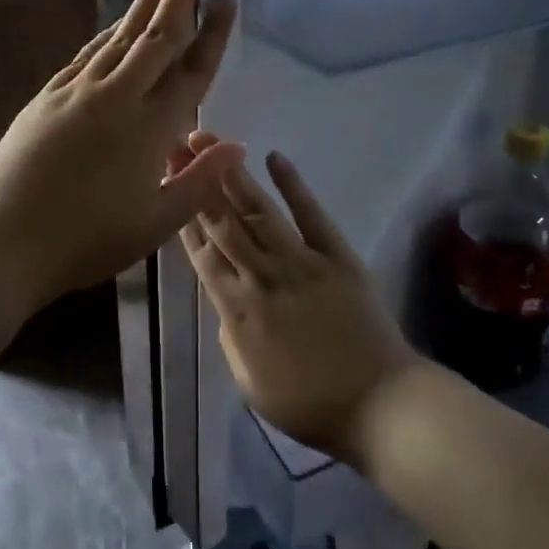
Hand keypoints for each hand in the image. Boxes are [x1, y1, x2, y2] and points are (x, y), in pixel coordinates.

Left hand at [0, 0, 243, 309]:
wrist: (2, 241)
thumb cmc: (85, 242)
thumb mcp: (155, 224)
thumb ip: (199, 181)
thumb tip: (237, 144)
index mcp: (151, 129)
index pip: (191, 69)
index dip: (212, 31)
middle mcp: (117, 97)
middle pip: (156, 33)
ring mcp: (77, 93)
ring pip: (120, 35)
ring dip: (144, 1)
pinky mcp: (47, 98)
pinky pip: (88, 55)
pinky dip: (109, 35)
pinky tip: (116, 26)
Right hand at [182, 147, 419, 463]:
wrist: (379, 405)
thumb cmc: (309, 404)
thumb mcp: (248, 384)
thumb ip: (230, 337)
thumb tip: (224, 303)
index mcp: (236, 311)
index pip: (202, 254)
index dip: (182, 217)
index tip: (169, 185)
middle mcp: (262, 277)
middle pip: (224, 222)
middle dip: (199, 182)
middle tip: (181, 147)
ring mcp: (302, 262)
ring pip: (260, 212)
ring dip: (234, 176)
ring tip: (214, 143)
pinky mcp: (338, 257)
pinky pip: (312, 215)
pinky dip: (293, 185)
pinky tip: (275, 158)